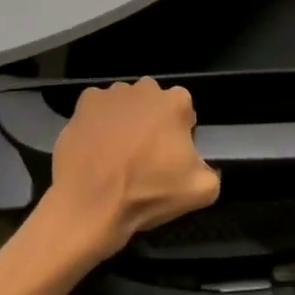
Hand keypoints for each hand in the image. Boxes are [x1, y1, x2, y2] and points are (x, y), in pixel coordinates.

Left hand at [41, 79, 220, 260]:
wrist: (90, 205)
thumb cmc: (147, 193)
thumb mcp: (200, 192)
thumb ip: (210, 170)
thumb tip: (200, 165)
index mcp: (175, 103)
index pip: (185, 110)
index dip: (180, 132)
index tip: (171, 155)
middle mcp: (144, 89)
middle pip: (154, 102)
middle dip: (152, 121)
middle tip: (144, 154)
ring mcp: (111, 94)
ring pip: (125, 103)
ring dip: (125, 119)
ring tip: (117, 152)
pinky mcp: (83, 104)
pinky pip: (97, 108)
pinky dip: (98, 121)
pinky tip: (96, 146)